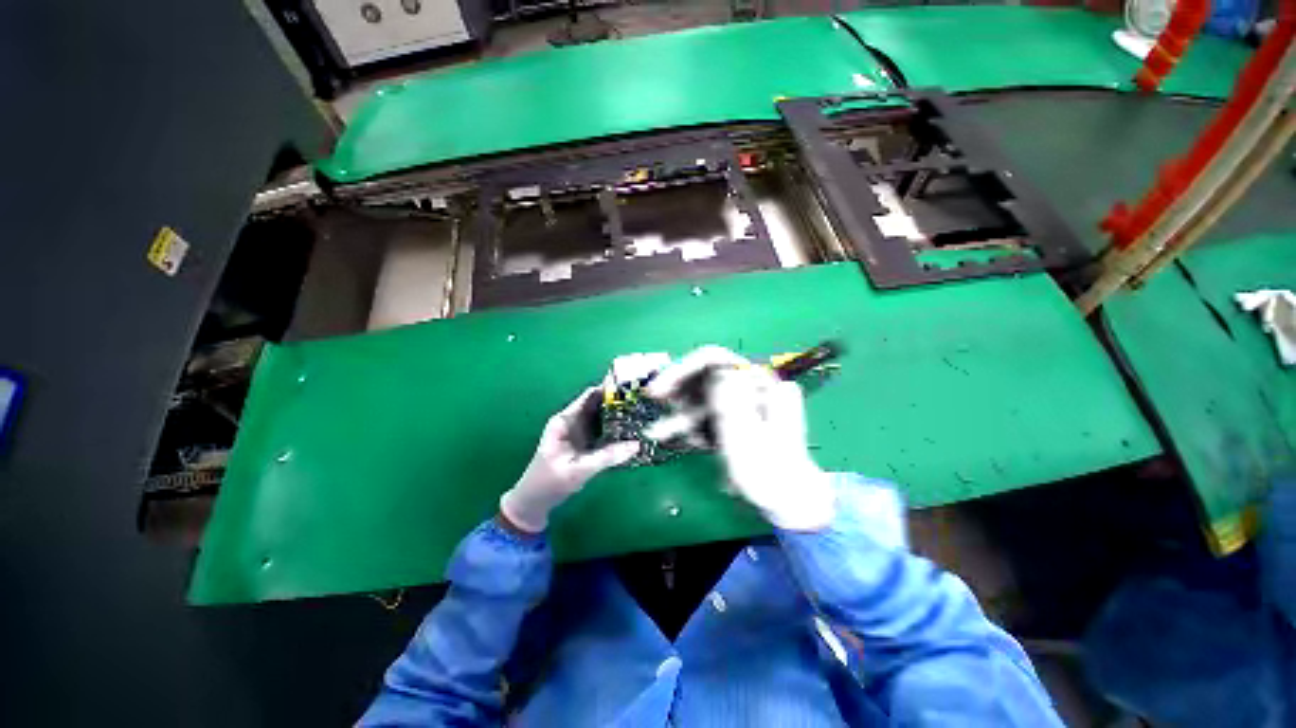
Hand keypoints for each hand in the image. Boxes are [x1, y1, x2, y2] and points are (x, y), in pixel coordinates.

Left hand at [499, 387, 639, 533]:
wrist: (534, 502)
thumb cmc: (550, 482)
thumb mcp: (579, 470)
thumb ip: (607, 457)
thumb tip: (636, 445)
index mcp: (565, 420)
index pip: (590, 395)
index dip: (609, 389)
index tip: (632, 387)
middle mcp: (573, 421)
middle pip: (599, 404)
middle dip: (619, 401)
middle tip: (643, 400)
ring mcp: (579, 431)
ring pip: (602, 416)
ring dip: (619, 415)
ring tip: (642, 412)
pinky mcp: (584, 442)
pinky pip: (603, 430)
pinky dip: (615, 428)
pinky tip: (632, 430)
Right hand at [648, 346, 834, 530]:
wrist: (787, 501)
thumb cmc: (769, 474)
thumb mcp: (745, 436)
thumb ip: (728, 399)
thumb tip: (715, 369)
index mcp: (759, 383)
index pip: (714, 359)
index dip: (682, 370)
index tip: (658, 391)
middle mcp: (751, 385)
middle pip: (705, 376)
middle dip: (679, 395)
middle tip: (657, 410)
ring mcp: (745, 400)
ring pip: (702, 396)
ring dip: (683, 415)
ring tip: (662, 434)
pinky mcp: (737, 415)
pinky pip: (708, 412)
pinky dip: (694, 426)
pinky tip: (690, 442)